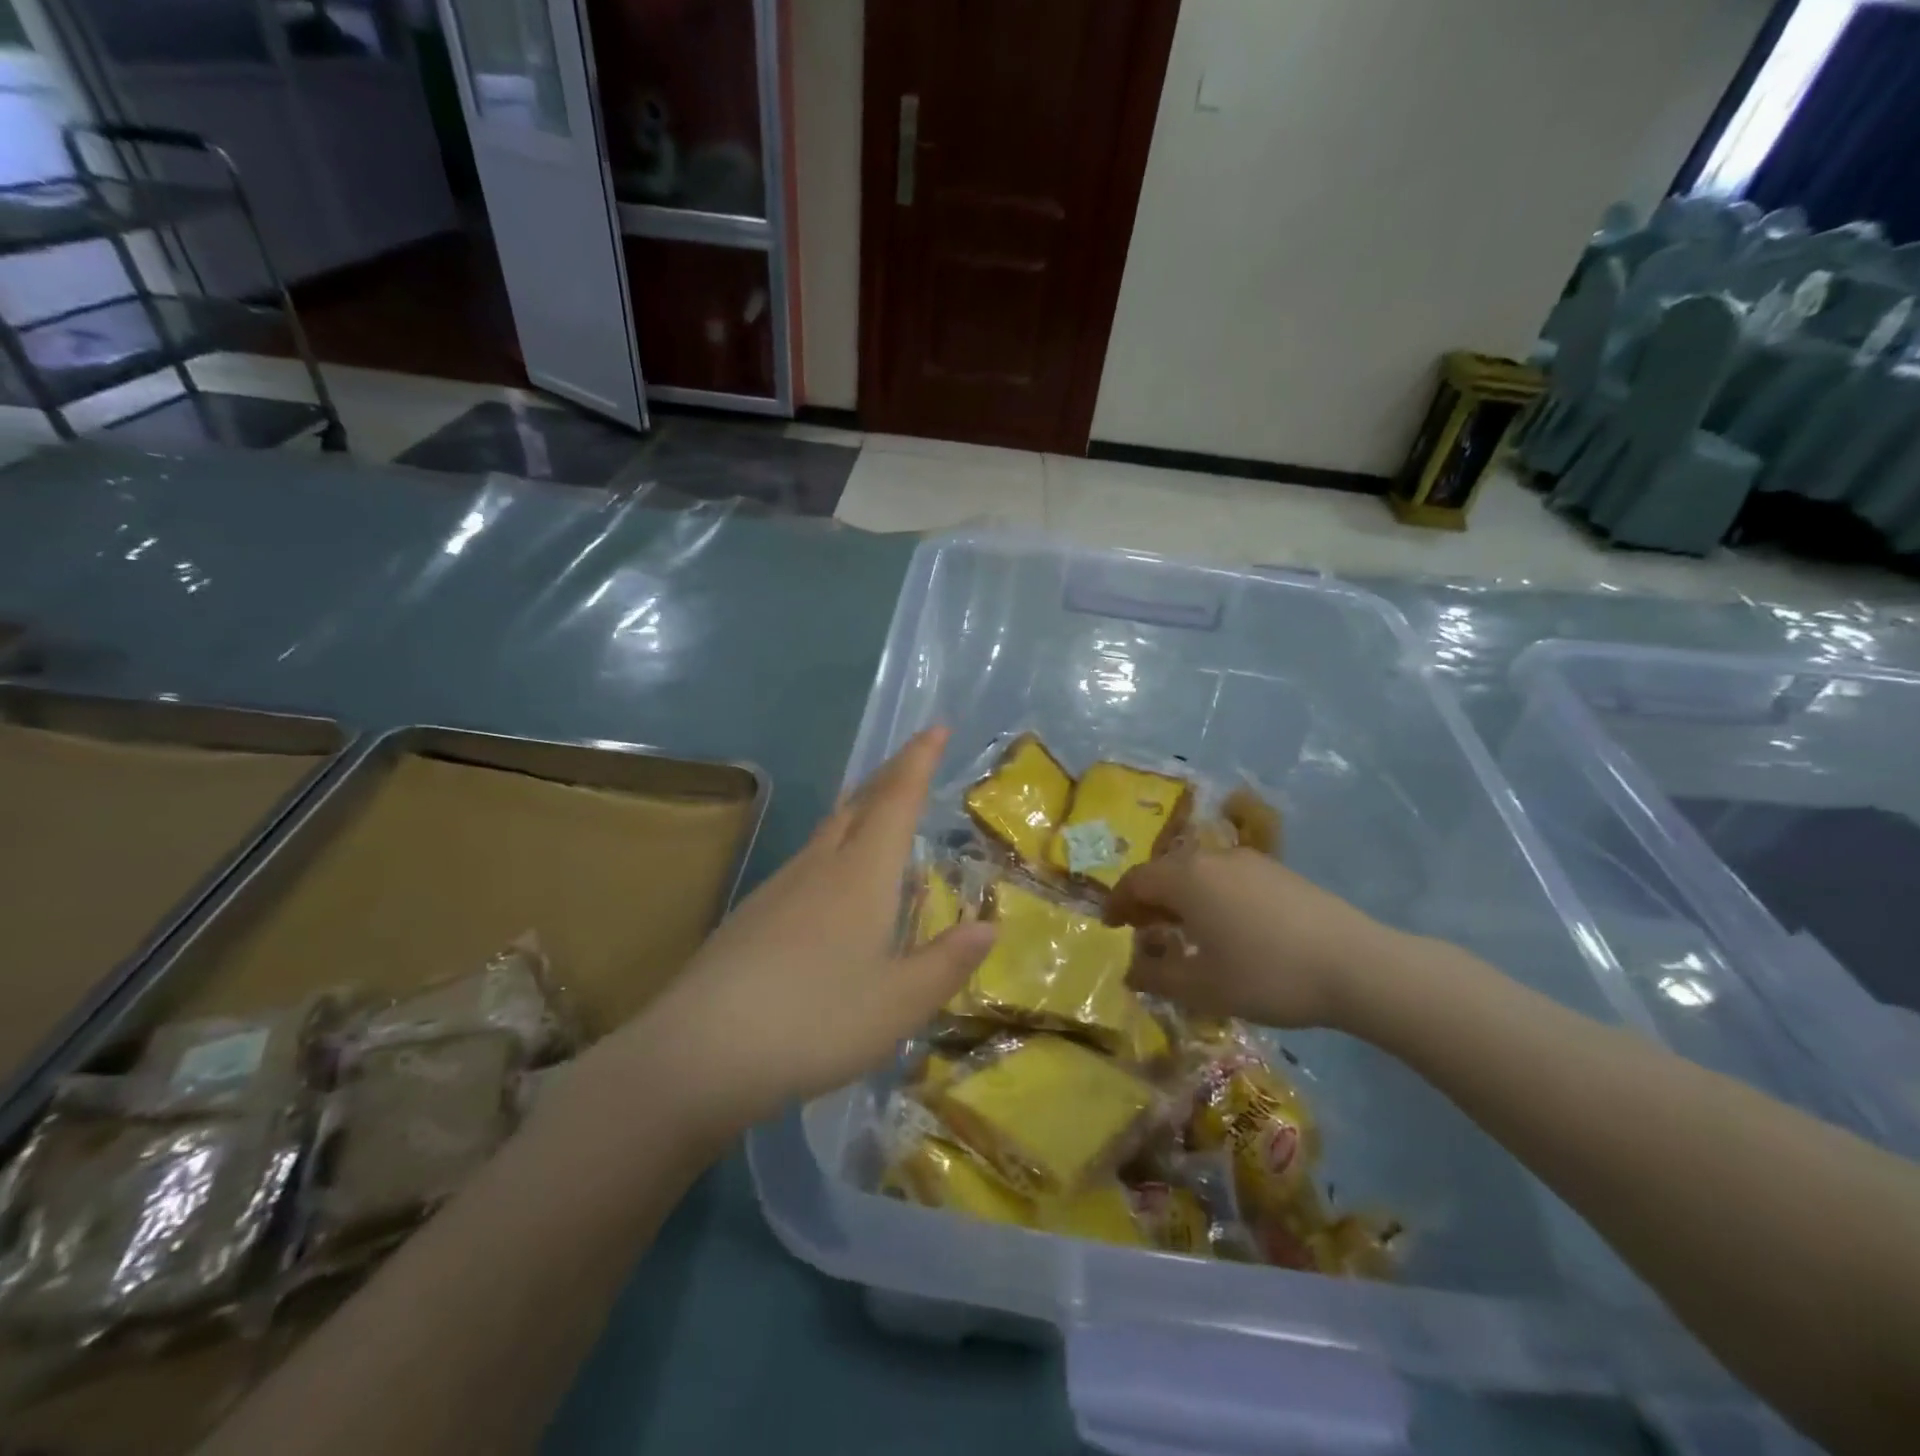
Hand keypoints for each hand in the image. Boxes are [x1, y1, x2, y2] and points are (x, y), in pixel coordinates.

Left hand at [620, 727, 994, 1139]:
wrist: (698, 1054)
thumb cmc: (814, 1023)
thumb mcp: (898, 1004)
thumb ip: (947, 963)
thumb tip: (989, 926)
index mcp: (861, 875)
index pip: (897, 800)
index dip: (919, 760)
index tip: (936, 726)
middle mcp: (819, 867)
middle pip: (859, 803)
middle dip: (890, 775)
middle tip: (914, 758)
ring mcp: (779, 887)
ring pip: (828, 830)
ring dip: (859, 808)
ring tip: (879, 810)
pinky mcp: (752, 914)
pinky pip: (806, 862)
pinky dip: (833, 848)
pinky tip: (831, 882)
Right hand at [1105, 845, 1406, 1031]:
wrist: (1357, 965)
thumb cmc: (1266, 975)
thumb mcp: (1202, 987)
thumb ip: (1156, 977)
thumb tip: (1130, 971)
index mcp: (1186, 878)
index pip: (1135, 880)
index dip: (1117, 902)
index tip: (1110, 925)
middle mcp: (1212, 858)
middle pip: (1166, 870)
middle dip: (1148, 898)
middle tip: (1142, 929)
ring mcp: (1250, 861)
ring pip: (1199, 872)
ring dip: (1181, 897)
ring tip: (1184, 931)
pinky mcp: (1279, 872)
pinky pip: (1228, 877)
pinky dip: (1211, 896)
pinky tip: (1228, 928)